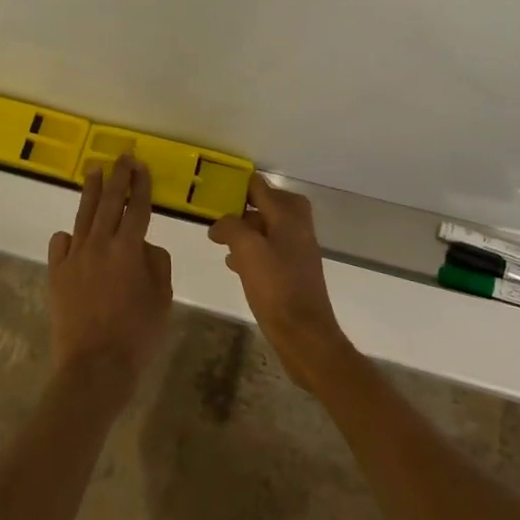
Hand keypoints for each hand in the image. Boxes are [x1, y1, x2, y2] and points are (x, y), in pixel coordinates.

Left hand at [48, 155, 172, 401]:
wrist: (94, 366)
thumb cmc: (137, 333)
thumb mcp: (162, 297)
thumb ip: (157, 262)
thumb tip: (144, 246)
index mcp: (129, 248)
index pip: (137, 207)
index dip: (141, 185)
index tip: (142, 166)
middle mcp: (100, 243)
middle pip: (109, 202)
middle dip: (118, 176)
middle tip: (121, 157)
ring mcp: (74, 257)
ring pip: (84, 215)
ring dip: (91, 191)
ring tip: (94, 171)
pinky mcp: (56, 273)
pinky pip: (61, 244)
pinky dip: (68, 236)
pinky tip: (72, 234)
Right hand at [209, 176, 352, 388]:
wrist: (304, 333)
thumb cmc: (276, 287)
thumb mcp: (247, 250)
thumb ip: (232, 227)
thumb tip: (220, 223)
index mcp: (288, 216)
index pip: (261, 187)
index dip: (239, 185)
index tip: (216, 189)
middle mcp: (297, 228)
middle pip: (270, 204)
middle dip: (246, 208)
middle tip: (222, 216)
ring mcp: (298, 250)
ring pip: (270, 228)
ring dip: (248, 230)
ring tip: (222, 241)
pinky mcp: (294, 272)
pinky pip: (271, 250)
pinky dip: (254, 250)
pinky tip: (235, 264)